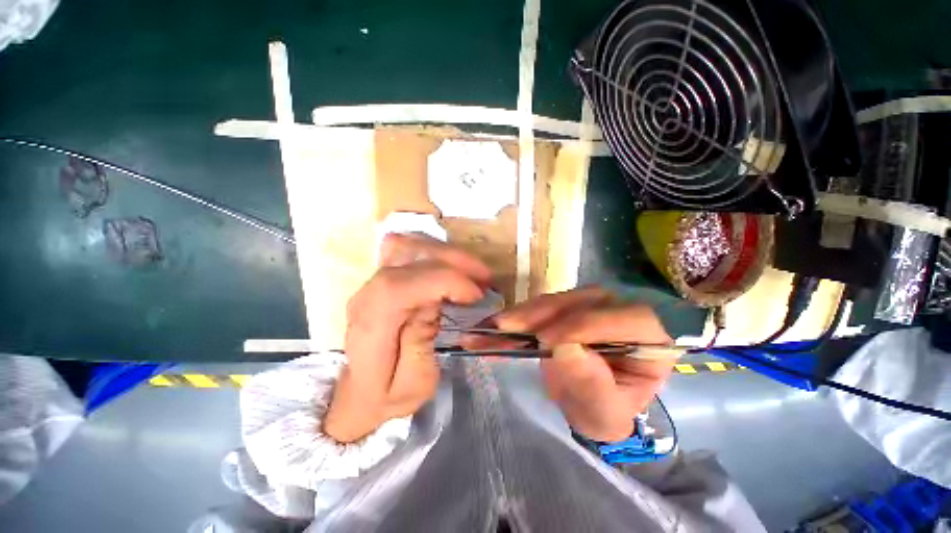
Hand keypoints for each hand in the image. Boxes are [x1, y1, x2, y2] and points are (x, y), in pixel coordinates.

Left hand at [323, 233, 491, 442]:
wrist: (359, 393)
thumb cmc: (388, 396)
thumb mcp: (414, 384)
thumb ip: (421, 342)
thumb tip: (434, 301)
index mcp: (372, 325)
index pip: (402, 286)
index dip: (444, 281)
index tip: (476, 294)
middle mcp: (367, 295)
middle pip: (407, 257)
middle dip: (453, 261)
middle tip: (484, 277)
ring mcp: (371, 282)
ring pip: (406, 244)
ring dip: (445, 252)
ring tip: (471, 269)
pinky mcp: (381, 278)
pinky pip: (404, 248)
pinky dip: (431, 250)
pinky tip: (449, 264)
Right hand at [463, 287, 673, 441]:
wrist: (595, 398)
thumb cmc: (608, 409)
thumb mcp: (606, 413)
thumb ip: (593, 387)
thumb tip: (565, 348)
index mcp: (654, 335)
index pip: (625, 319)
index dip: (584, 326)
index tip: (545, 342)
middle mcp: (623, 308)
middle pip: (583, 301)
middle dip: (539, 314)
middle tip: (500, 327)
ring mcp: (593, 302)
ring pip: (557, 300)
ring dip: (521, 314)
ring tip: (488, 327)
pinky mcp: (568, 304)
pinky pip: (543, 306)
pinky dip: (518, 316)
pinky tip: (495, 324)